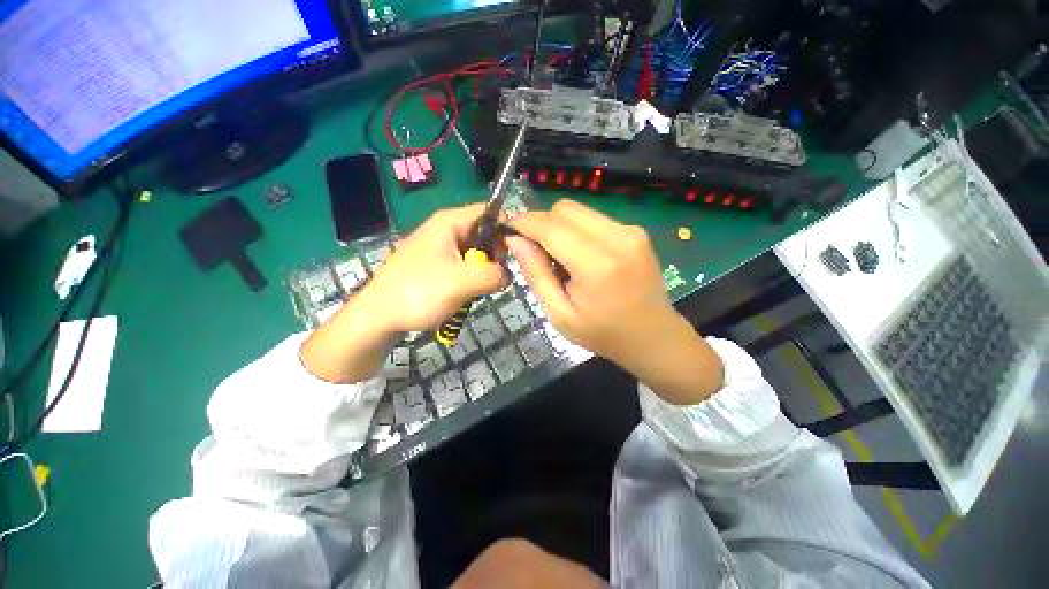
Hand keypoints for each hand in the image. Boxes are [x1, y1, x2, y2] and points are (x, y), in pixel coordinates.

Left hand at [301, 204, 504, 382]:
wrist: (377, 317)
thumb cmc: (419, 292)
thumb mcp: (464, 282)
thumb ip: (495, 273)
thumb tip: (508, 274)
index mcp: (450, 222)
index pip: (491, 212)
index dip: (508, 230)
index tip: (517, 256)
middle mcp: (445, 229)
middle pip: (485, 233)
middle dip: (495, 255)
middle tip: (494, 278)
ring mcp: (439, 248)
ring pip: (475, 253)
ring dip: (483, 271)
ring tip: (477, 289)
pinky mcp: (435, 266)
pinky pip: (464, 266)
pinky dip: (471, 279)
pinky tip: (466, 293)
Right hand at [508, 199, 722, 404]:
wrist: (654, 337)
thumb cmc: (603, 334)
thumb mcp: (560, 314)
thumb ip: (536, 274)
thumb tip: (515, 240)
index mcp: (597, 265)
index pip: (550, 227)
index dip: (523, 223)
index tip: (507, 231)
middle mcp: (617, 237)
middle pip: (564, 209)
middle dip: (541, 223)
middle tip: (534, 250)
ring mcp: (631, 231)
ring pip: (579, 211)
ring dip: (559, 227)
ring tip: (559, 257)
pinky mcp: (636, 231)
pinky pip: (594, 219)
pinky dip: (578, 231)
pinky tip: (580, 256)